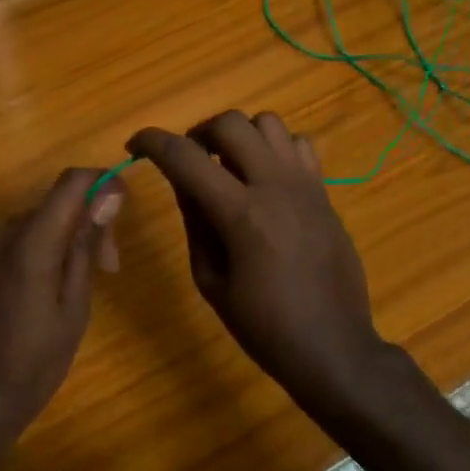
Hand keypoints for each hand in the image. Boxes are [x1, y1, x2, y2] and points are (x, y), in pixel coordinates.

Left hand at [0, 168, 124, 453]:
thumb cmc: (32, 365)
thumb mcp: (73, 308)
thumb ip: (85, 247)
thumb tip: (106, 197)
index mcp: (29, 241)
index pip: (71, 182)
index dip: (102, 184)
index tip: (122, 213)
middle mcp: (0, 234)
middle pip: (54, 205)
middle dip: (86, 225)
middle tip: (107, 270)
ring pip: (34, 224)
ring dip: (62, 241)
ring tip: (76, 288)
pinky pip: (12, 244)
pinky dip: (36, 252)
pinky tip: (42, 294)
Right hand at [128, 112, 395, 415]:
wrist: (333, 347)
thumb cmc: (264, 327)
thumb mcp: (211, 281)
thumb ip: (195, 223)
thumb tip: (182, 181)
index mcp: (241, 214)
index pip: (185, 157)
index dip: (152, 142)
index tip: (136, 145)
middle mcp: (275, 186)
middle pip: (231, 123)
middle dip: (199, 133)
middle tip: (190, 161)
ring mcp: (306, 185)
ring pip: (269, 123)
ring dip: (240, 136)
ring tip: (229, 166)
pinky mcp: (325, 193)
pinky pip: (300, 145)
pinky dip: (276, 150)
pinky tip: (266, 180)